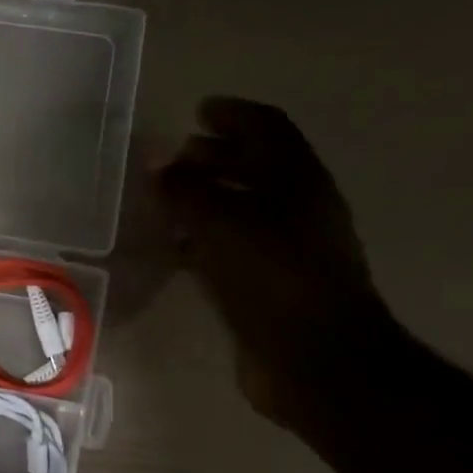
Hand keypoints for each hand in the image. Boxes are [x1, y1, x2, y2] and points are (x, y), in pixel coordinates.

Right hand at [154, 97, 401, 430]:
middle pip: (255, 169)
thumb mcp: (225, 227)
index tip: (198, 110)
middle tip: (175, 157)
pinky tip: (175, 251)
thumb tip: (158, 163)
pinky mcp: (266, 288)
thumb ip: (188, 192)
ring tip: (165, 203)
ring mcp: (284, 252)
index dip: (234, 115)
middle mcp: (296, 211)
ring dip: (206, 202)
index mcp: (298, 183)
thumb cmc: (275, 281)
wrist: (314, 361)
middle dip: (215, 158)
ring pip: (240, 212)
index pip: (267, 129)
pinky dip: (203, 242)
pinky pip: (230, 251)